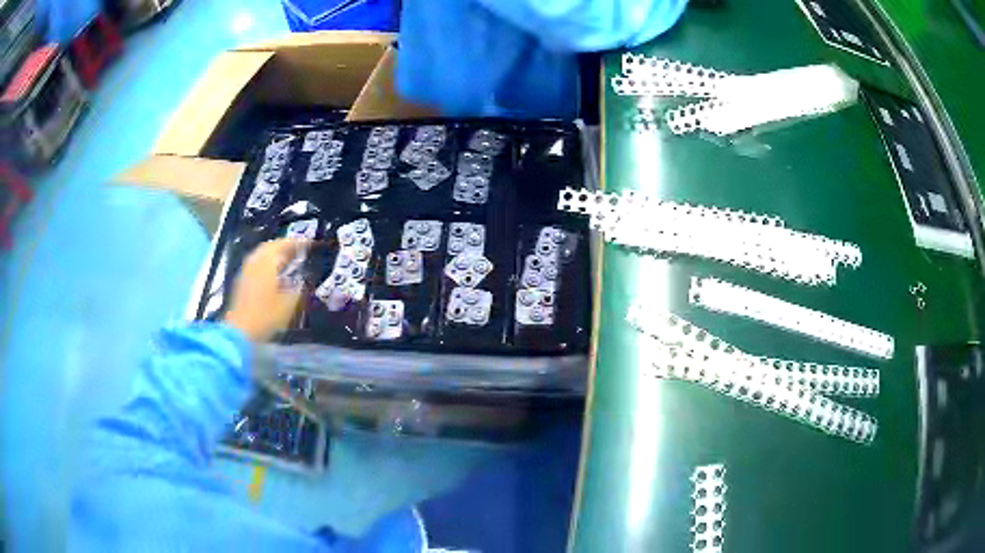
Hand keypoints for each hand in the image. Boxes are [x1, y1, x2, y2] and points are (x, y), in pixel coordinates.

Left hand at [224, 238, 309, 341]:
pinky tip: (273, 273)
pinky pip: (256, 264)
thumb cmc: (266, 316)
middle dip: (285, 246)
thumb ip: (299, 287)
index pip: (284, 244)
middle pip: (270, 246)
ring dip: (275, 254)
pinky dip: (267, 263)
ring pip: (262, 254)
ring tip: (287, 260)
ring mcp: (246, 270)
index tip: (310, 244)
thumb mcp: (289, 303)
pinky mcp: (241, 281)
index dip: (298, 242)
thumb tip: (304, 278)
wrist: (240, 331)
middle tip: (298, 250)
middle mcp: (255, 261)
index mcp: (267, 262)